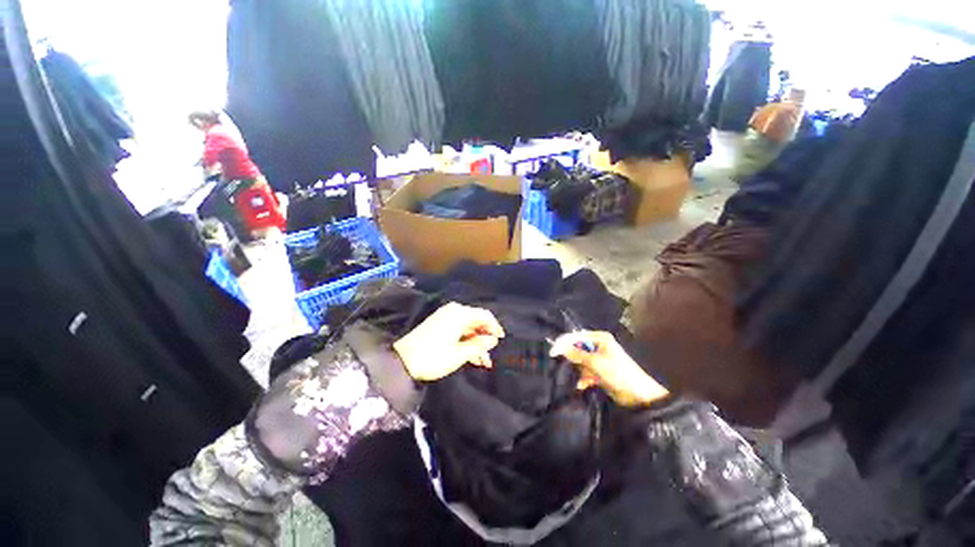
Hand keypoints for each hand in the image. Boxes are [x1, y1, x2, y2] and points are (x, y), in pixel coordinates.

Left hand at [393, 302, 504, 380]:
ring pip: (468, 328)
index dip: (495, 327)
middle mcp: (453, 312)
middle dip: (485, 338)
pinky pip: (458, 331)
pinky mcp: (439, 325)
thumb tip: (493, 339)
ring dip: (476, 343)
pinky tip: (472, 357)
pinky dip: (466, 342)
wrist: (402, 361)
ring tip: (483, 362)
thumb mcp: (459, 354)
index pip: (484, 315)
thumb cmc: (433, 357)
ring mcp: (445, 318)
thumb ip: (479, 345)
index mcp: (459, 314)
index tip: (501, 340)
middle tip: (491, 355)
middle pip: (476, 322)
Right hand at [549, 331, 668, 406]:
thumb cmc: (619, 374)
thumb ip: (576, 354)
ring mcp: (599, 359)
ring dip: (580, 371)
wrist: (639, 397)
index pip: (576, 337)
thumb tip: (559, 348)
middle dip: (574, 360)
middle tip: (569, 367)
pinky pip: (586, 371)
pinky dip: (584, 378)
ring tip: (585, 379)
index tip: (552, 352)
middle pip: (578, 349)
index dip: (564, 343)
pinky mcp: (600, 371)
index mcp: (600, 338)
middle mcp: (599, 346)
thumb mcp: (596, 363)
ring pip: (580, 362)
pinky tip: (584, 385)